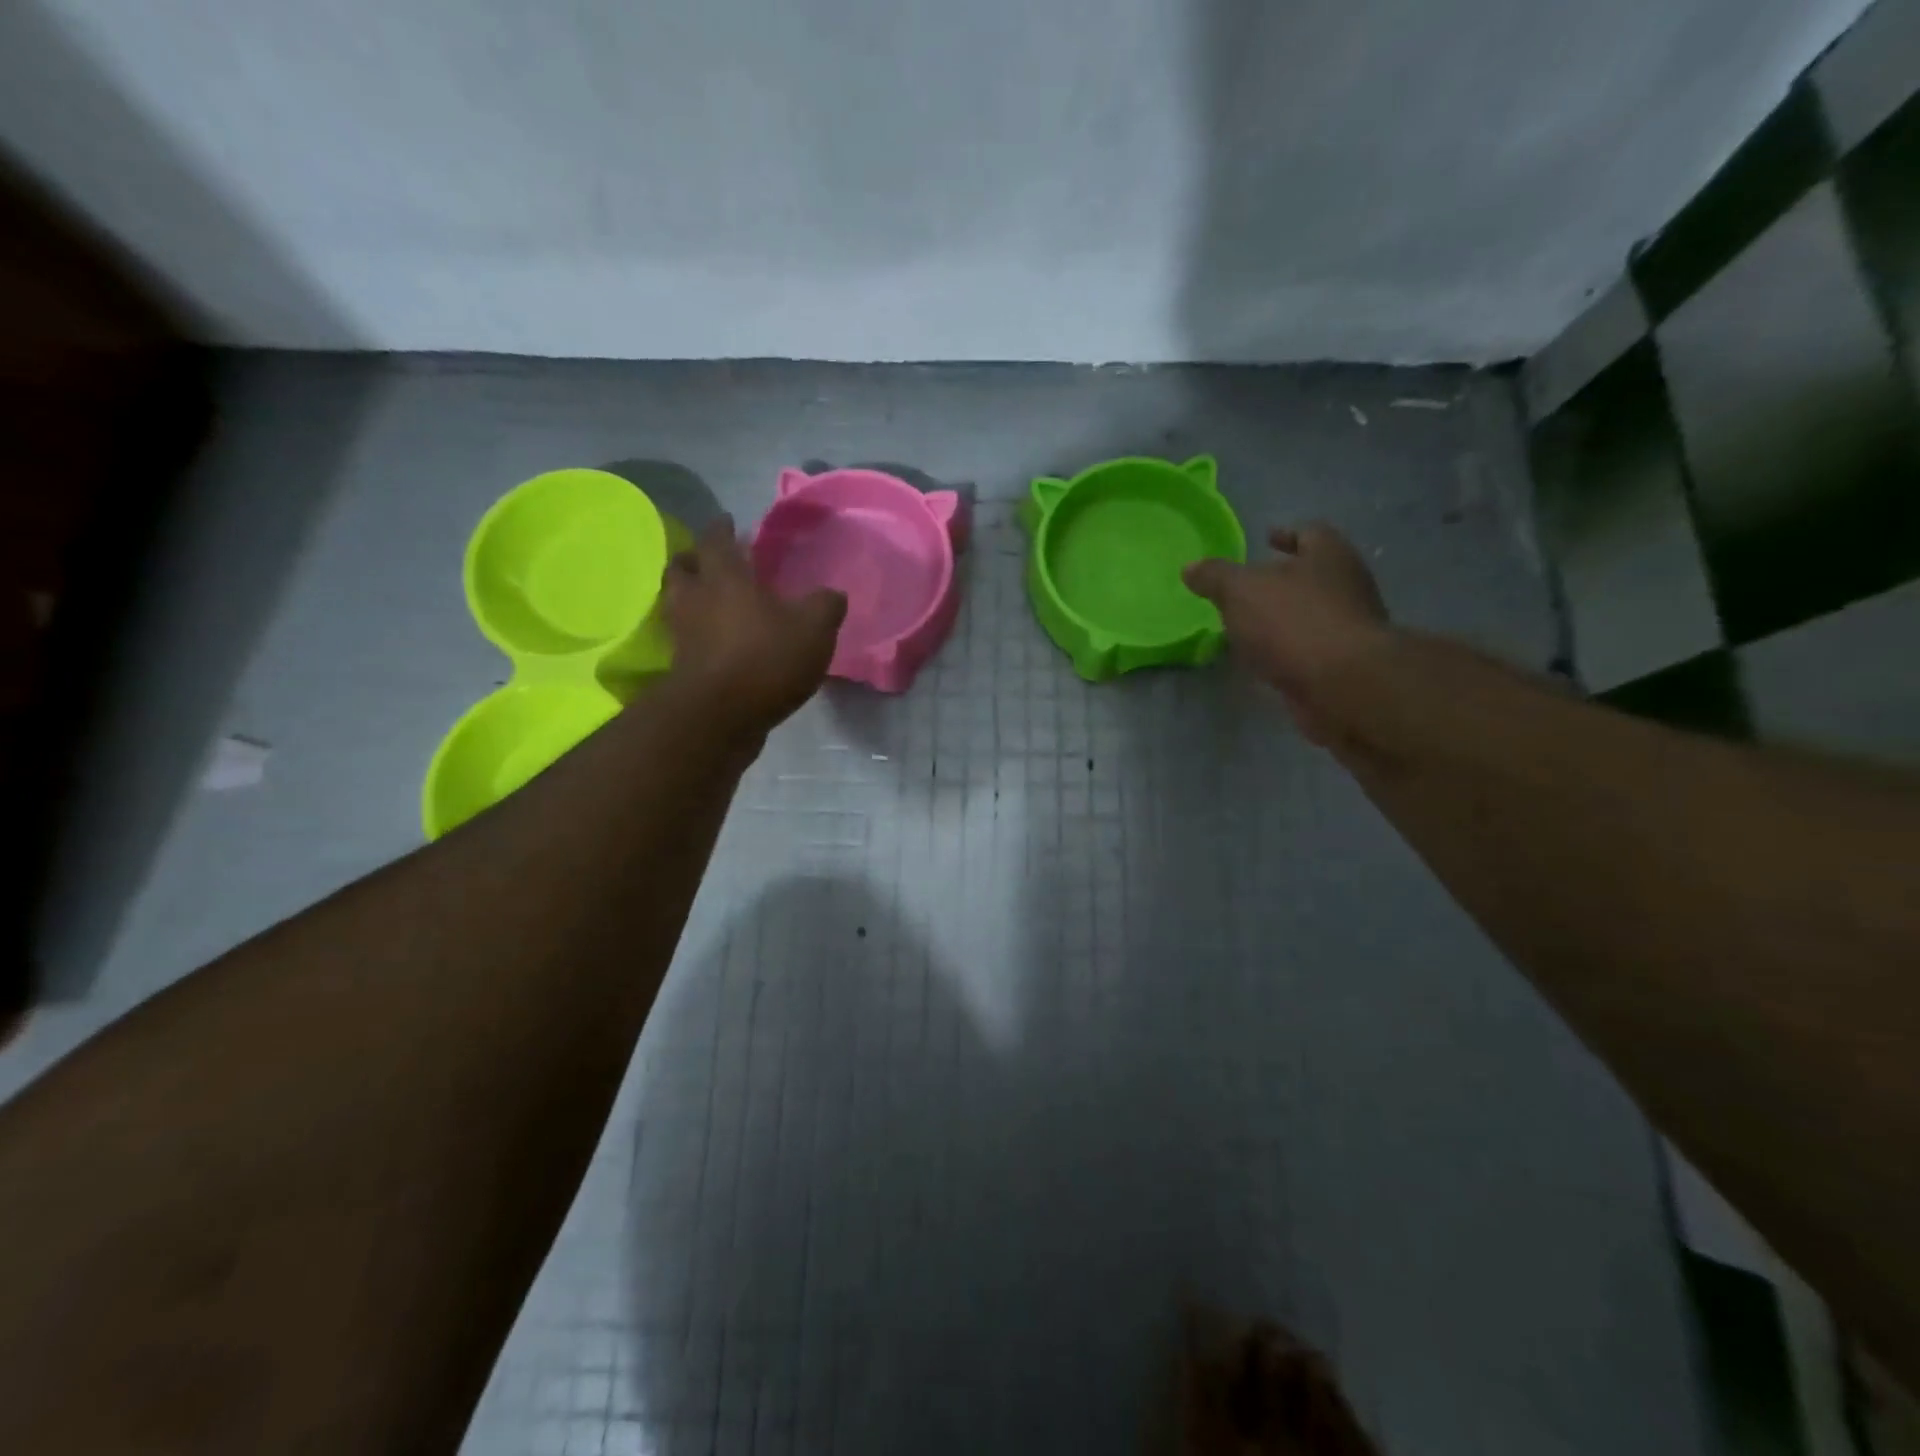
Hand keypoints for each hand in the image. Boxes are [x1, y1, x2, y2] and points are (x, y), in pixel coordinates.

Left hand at [661, 517, 845, 736]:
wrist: (720, 718)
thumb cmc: (766, 659)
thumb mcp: (814, 628)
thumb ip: (825, 605)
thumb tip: (833, 594)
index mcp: (724, 577)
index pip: (716, 539)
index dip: (722, 528)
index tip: (728, 521)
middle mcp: (695, 599)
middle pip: (682, 568)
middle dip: (694, 559)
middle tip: (710, 559)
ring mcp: (683, 635)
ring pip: (678, 603)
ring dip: (691, 595)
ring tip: (711, 599)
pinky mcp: (682, 668)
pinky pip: (686, 638)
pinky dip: (697, 633)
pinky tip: (717, 640)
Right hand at [1184, 523, 1390, 743]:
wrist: (1342, 685)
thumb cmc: (1293, 621)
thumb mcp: (1240, 590)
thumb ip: (1215, 577)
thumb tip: (1190, 568)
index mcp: (1329, 555)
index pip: (1310, 532)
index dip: (1286, 534)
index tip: (1266, 539)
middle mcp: (1347, 586)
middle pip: (1312, 574)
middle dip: (1282, 580)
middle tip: (1248, 587)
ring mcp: (1348, 628)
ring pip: (1310, 614)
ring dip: (1282, 618)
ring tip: (1247, 626)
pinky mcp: (1343, 665)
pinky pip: (1308, 650)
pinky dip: (1286, 651)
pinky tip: (1261, 658)